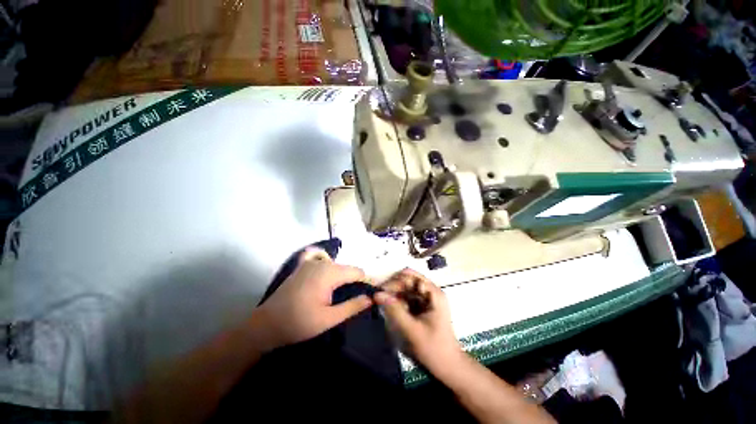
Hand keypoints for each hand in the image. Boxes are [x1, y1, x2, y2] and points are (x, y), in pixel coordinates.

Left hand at [255, 248, 372, 349]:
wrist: (266, 325)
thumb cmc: (299, 323)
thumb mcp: (329, 319)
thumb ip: (352, 306)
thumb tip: (370, 298)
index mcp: (330, 273)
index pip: (357, 272)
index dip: (365, 283)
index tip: (368, 295)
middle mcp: (322, 262)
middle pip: (346, 268)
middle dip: (354, 280)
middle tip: (354, 298)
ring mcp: (310, 262)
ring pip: (335, 265)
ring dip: (341, 276)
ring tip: (341, 293)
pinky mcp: (302, 265)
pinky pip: (319, 257)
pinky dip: (326, 262)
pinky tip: (326, 273)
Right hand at [374, 268, 461, 372]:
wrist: (449, 367)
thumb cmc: (433, 348)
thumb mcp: (412, 329)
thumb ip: (394, 310)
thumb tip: (377, 294)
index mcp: (433, 293)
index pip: (411, 276)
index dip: (395, 281)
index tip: (381, 291)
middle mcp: (431, 292)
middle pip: (409, 280)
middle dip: (393, 286)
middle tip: (379, 296)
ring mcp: (427, 299)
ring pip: (407, 288)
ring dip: (395, 293)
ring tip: (382, 301)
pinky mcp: (423, 307)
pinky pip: (408, 298)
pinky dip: (398, 300)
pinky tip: (390, 307)